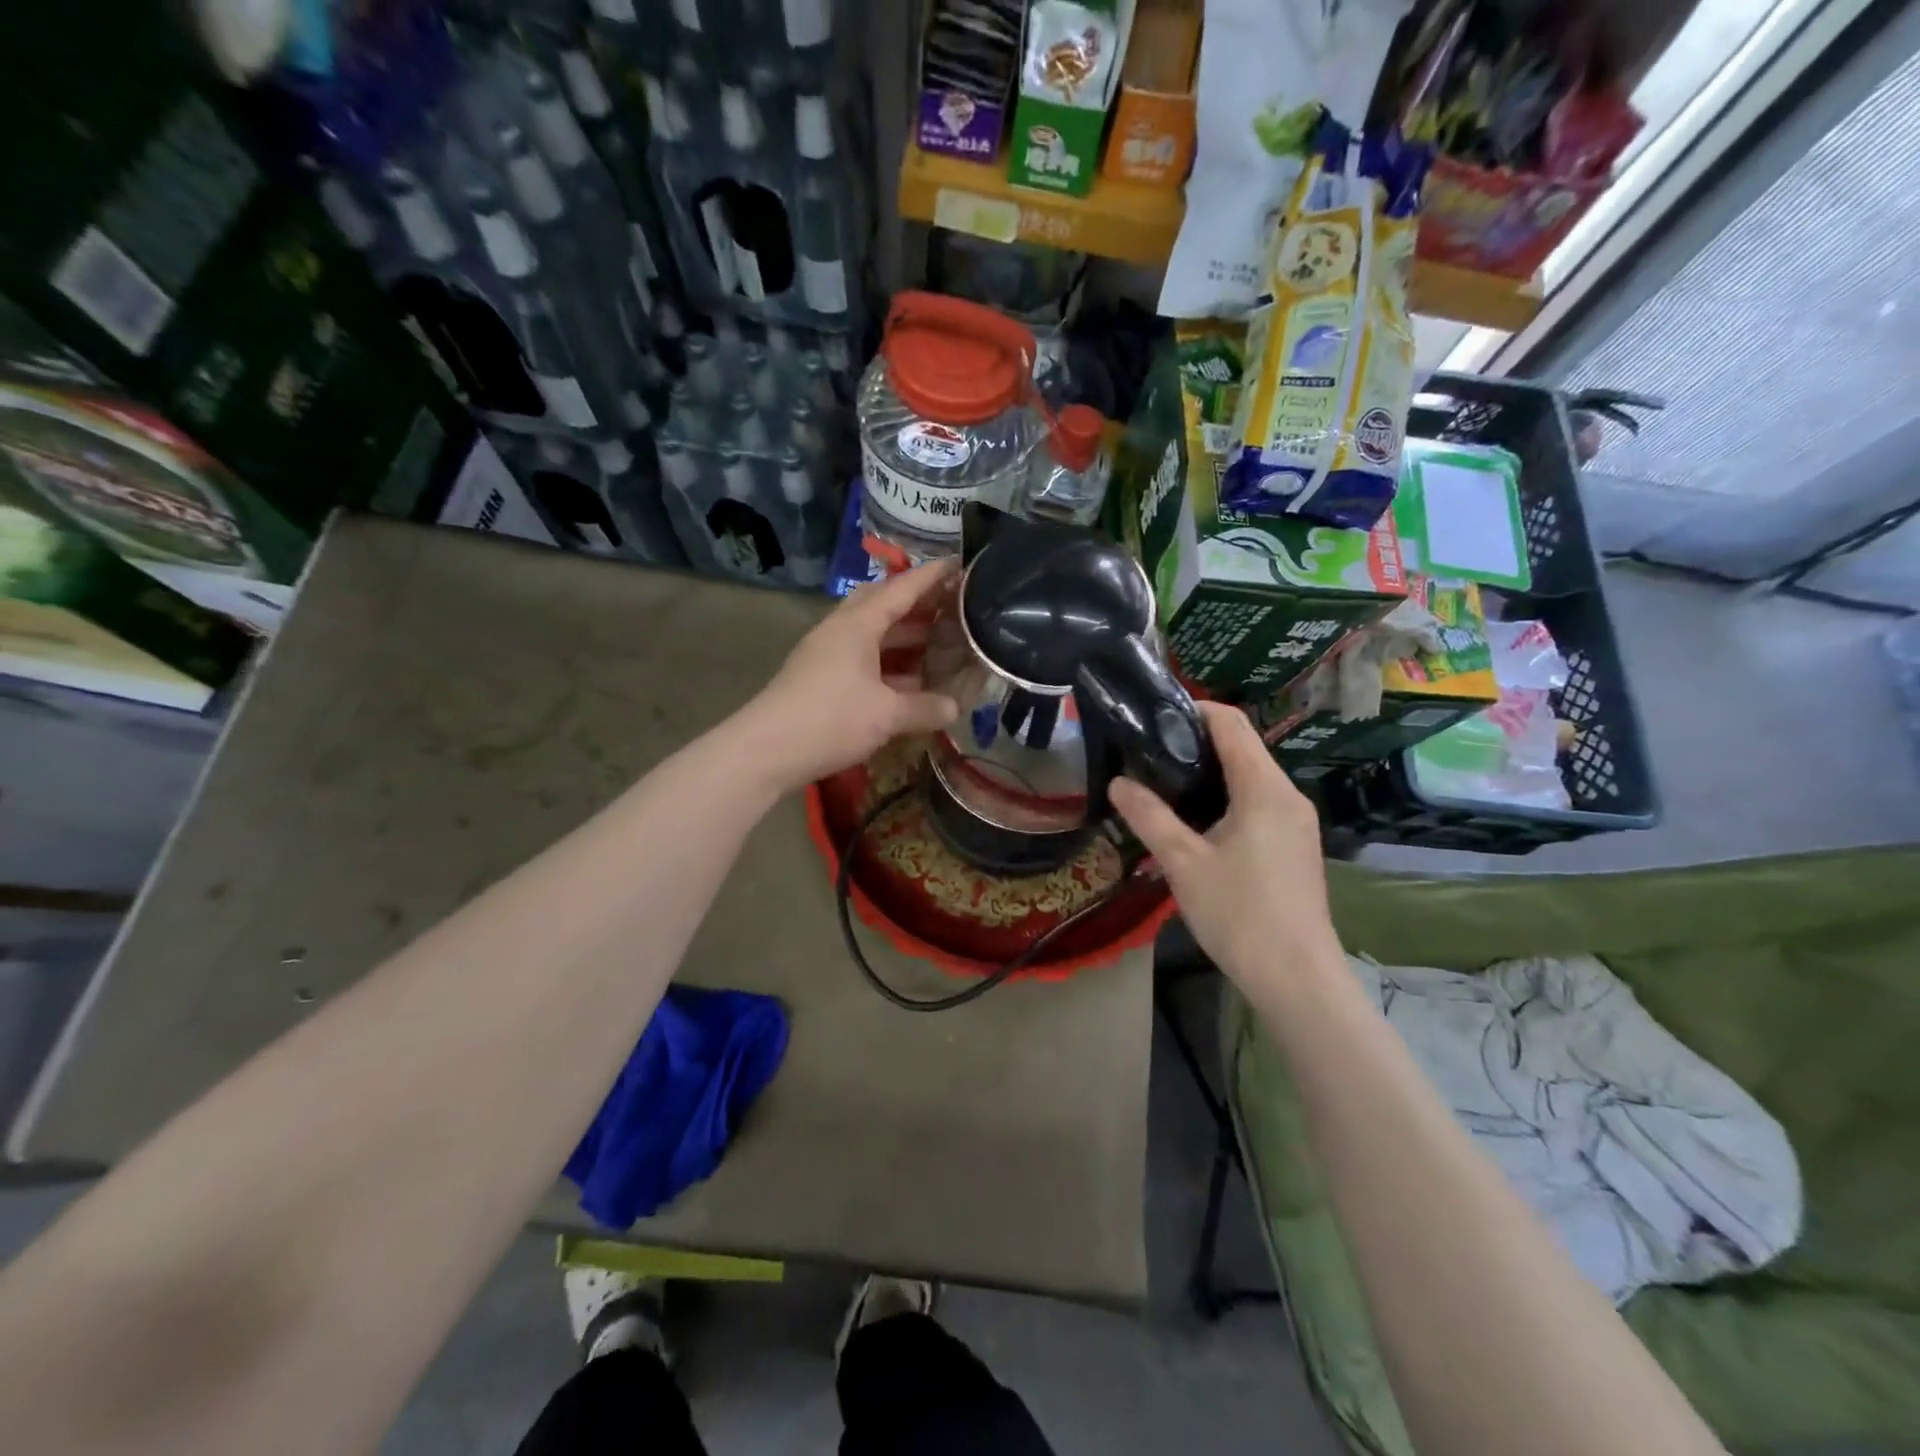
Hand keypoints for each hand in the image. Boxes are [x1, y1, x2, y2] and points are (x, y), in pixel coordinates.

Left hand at [735, 560, 961, 794]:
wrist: (766, 751)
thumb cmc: (830, 719)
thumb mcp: (886, 715)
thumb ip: (926, 708)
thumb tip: (955, 707)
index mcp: (858, 624)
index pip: (902, 588)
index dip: (932, 576)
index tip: (960, 564)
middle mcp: (841, 630)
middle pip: (883, 604)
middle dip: (918, 604)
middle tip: (952, 607)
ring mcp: (828, 653)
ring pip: (873, 634)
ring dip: (905, 636)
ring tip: (940, 643)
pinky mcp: (821, 678)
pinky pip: (864, 658)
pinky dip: (890, 663)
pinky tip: (911, 681)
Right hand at [1109, 701, 1341, 986]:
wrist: (1296, 978)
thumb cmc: (1239, 914)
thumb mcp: (1182, 863)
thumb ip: (1148, 816)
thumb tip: (1117, 782)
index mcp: (1265, 789)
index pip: (1232, 724)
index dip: (1194, 710)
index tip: (1154, 716)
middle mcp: (1288, 796)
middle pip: (1242, 748)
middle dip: (1196, 743)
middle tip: (1148, 752)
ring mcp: (1296, 822)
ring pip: (1250, 778)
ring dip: (1210, 773)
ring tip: (1163, 784)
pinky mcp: (1295, 845)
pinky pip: (1258, 803)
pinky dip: (1226, 798)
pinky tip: (1195, 822)